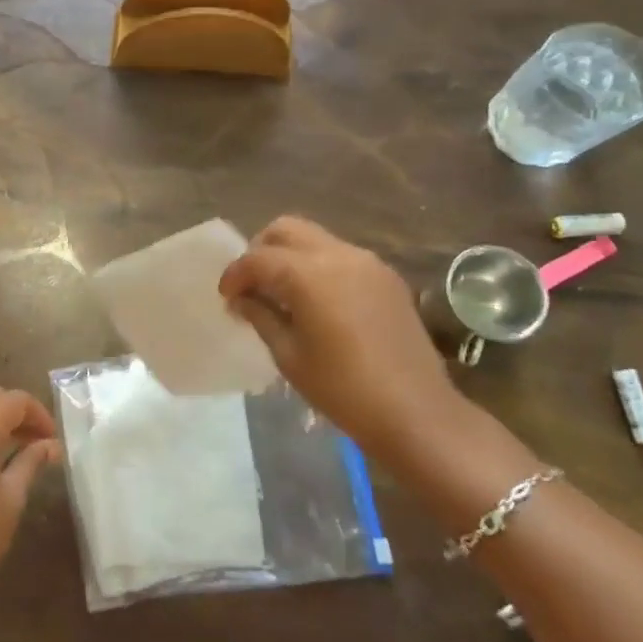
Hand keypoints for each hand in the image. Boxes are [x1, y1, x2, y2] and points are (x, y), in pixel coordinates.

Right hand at [219, 217, 458, 457]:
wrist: (416, 412)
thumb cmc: (342, 388)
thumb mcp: (288, 354)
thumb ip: (261, 316)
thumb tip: (242, 299)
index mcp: (309, 274)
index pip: (258, 259)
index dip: (235, 275)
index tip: (226, 298)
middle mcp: (339, 255)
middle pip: (286, 230)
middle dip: (261, 250)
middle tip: (252, 284)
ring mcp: (368, 263)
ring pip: (315, 239)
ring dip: (291, 256)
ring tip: (281, 293)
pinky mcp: (387, 278)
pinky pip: (341, 256)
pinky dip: (318, 267)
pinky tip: (316, 301)